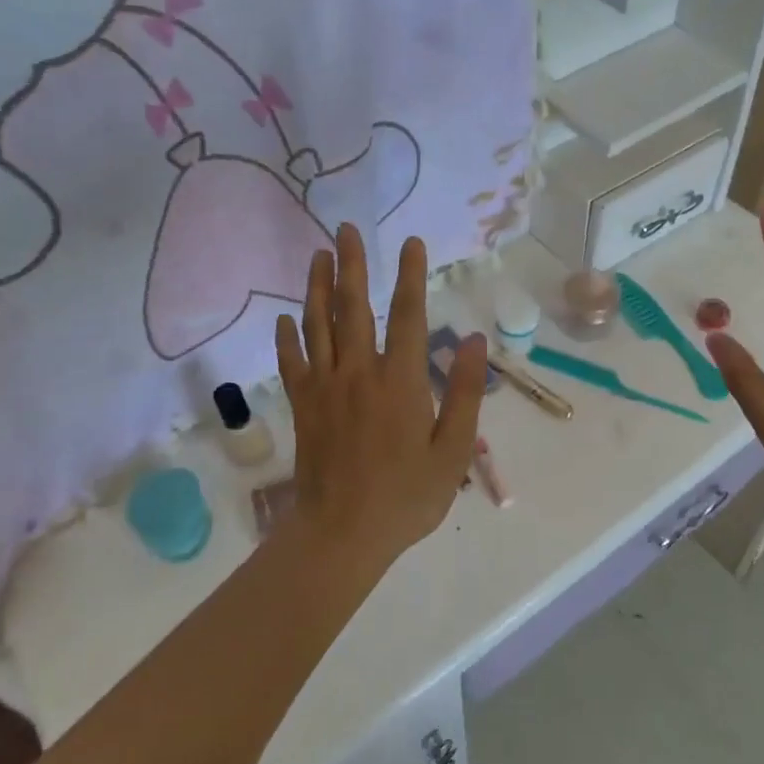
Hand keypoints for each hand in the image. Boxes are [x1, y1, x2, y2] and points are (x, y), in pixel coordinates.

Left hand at [275, 223, 486, 575]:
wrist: (342, 534)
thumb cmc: (406, 496)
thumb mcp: (453, 451)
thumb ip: (466, 393)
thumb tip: (477, 341)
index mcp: (400, 381)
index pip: (407, 315)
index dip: (410, 275)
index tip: (410, 242)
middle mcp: (359, 372)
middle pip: (353, 307)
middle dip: (352, 264)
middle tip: (345, 229)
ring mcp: (325, 387)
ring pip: (318, 325)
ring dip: (317, 287)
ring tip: (317, 255)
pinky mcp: (302, 406)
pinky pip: (291, 361)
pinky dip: (288, 336)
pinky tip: (286, 317)